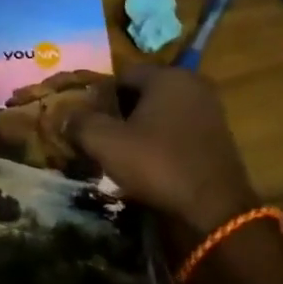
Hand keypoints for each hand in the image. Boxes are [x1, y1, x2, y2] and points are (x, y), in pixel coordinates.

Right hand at [70, 64, 260, 231]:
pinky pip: (178, 129)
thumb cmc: (157, 164)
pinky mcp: (218, 136)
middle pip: (142, 92)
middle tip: (100, 137)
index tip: (86, 120)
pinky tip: (148, 163)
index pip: (122, 75)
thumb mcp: (106, 142)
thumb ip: (80, 122)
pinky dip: (160, 140)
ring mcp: (210, 111)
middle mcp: (193, 85)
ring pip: (160, 112)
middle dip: (119, 112)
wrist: (214, 208)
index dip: (99, 96)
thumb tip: (64, 115)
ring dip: (139, 128)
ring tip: (121, 153)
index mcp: (168, 76)